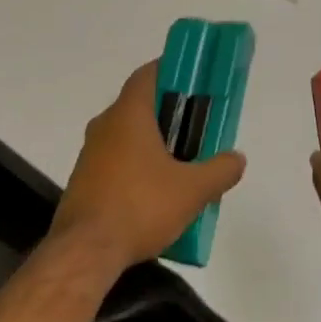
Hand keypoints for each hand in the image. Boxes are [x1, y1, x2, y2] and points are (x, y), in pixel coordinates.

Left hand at [50, 60, 247, 276]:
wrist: (85, 251)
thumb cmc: (140, 206)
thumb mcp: (192, 190)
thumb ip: (220, 170)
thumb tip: (237, 159)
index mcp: (128, 114)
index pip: (147, 75)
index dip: (171, 70)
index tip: (193, 79)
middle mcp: (104, 125)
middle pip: (139, 106)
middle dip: (169, 113)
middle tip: (197, 127)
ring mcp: (90, 154)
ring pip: (126, 136)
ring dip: (152, 143)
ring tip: (181, 164)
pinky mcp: (83, 181)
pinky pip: (115, 162)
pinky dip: (136, 167)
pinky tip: (155, 193)